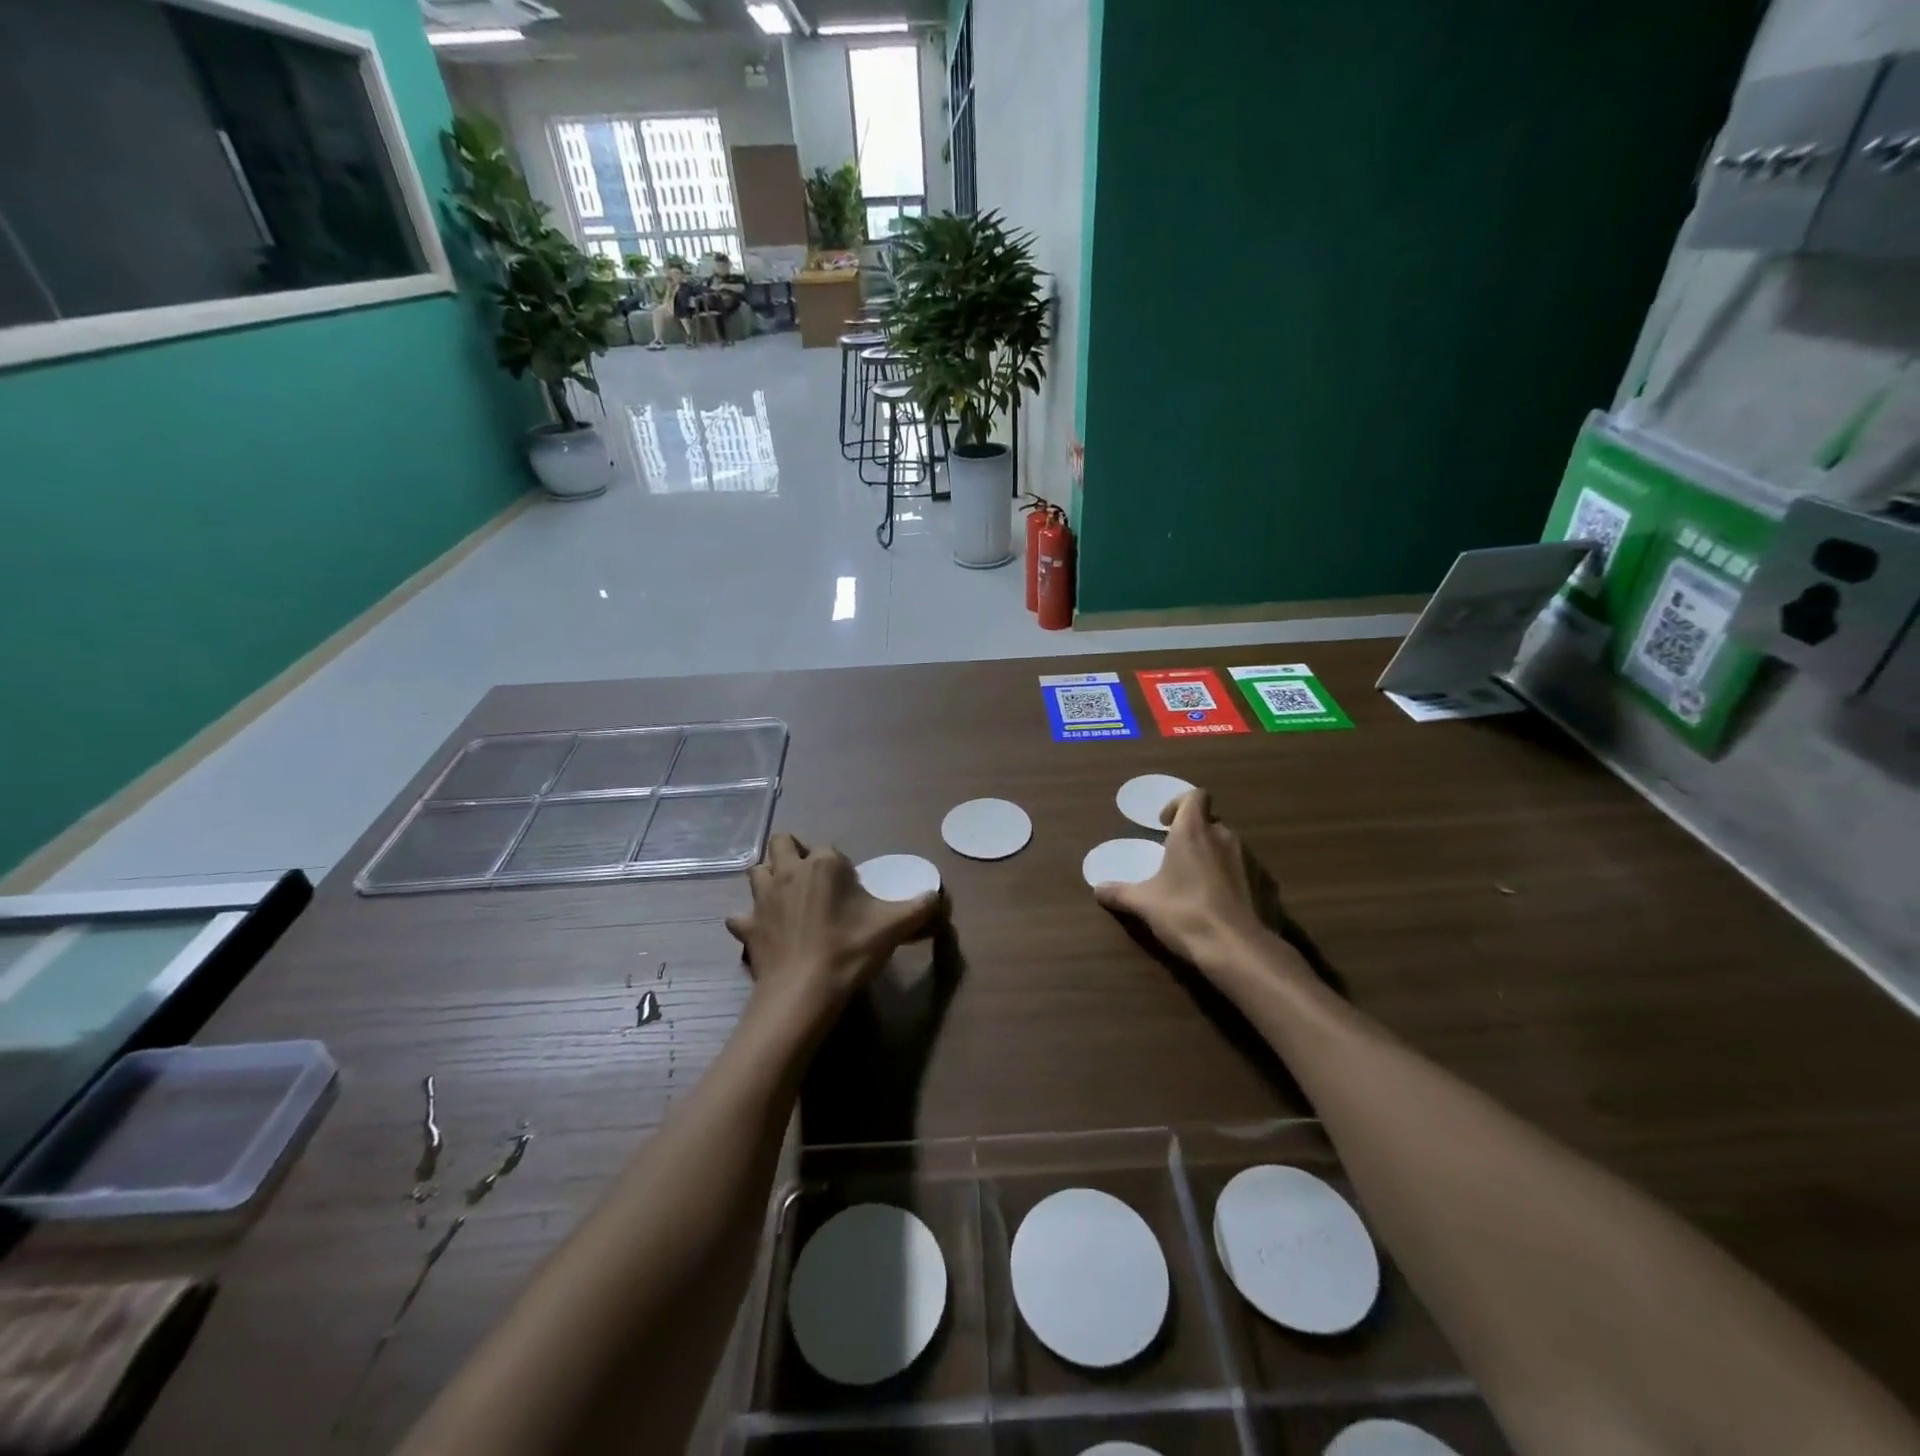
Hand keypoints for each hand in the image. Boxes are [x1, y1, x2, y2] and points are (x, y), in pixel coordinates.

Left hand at [726, 834, 944, 1021]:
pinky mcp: (748, 926)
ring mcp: (763, 898)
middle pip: (782, 843)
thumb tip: (939, 897)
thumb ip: (920, 907)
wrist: (803, 992)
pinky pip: (741, 915)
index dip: (841, 866)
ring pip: (757, 870)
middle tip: (811, 878)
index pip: (830, 849)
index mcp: (824, 864)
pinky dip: (750, 919)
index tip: (851, 891)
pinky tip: (763, 930)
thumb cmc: (849, 951)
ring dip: (769, 876)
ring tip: (785, 896)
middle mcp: (789, 871)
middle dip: (793, 852)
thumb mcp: (894, 927)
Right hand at [1093, 790, 1270, 967]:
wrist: (1238, 949)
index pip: (1195, 795)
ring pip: (1229, 846)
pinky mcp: (1267, 884)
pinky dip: (1233, 880)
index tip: (1164, 825)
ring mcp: (1251, 859)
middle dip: (1194, 834)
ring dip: (1213, 856)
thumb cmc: (1185, 913)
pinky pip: (1246, 872)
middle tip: (1176, 857)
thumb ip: (1119, 893)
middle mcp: (1225, 837)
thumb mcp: (1143, 904)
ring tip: (1197, 884)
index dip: (1179, 804)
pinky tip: (1221, 905)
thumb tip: (1097, 889)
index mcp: (1193, 831)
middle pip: (1211, 821)